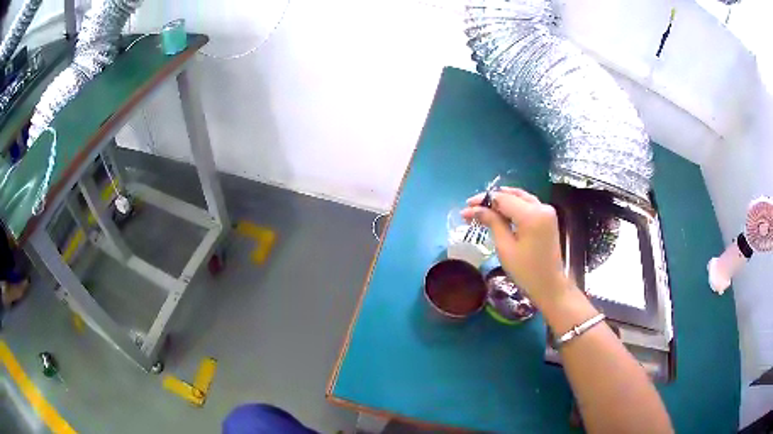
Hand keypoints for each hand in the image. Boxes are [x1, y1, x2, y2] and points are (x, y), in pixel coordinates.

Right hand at [461, 187, 567, 306]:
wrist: (549, 286)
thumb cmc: (526, 271)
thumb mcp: (505, 247)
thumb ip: (492, 223)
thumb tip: (474, 209)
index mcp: (532, 215)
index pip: (503, 199)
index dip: (483, 201)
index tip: (466, 207)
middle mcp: (542, 207)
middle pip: (512, 195)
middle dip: (491, 200)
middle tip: (472, 208)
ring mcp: (547, 211)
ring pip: (520, 198)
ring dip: (502, 201)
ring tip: (483, 209)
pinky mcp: (548, 218)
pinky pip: (528, 205)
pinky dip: (513, 206)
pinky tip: (501, 213)